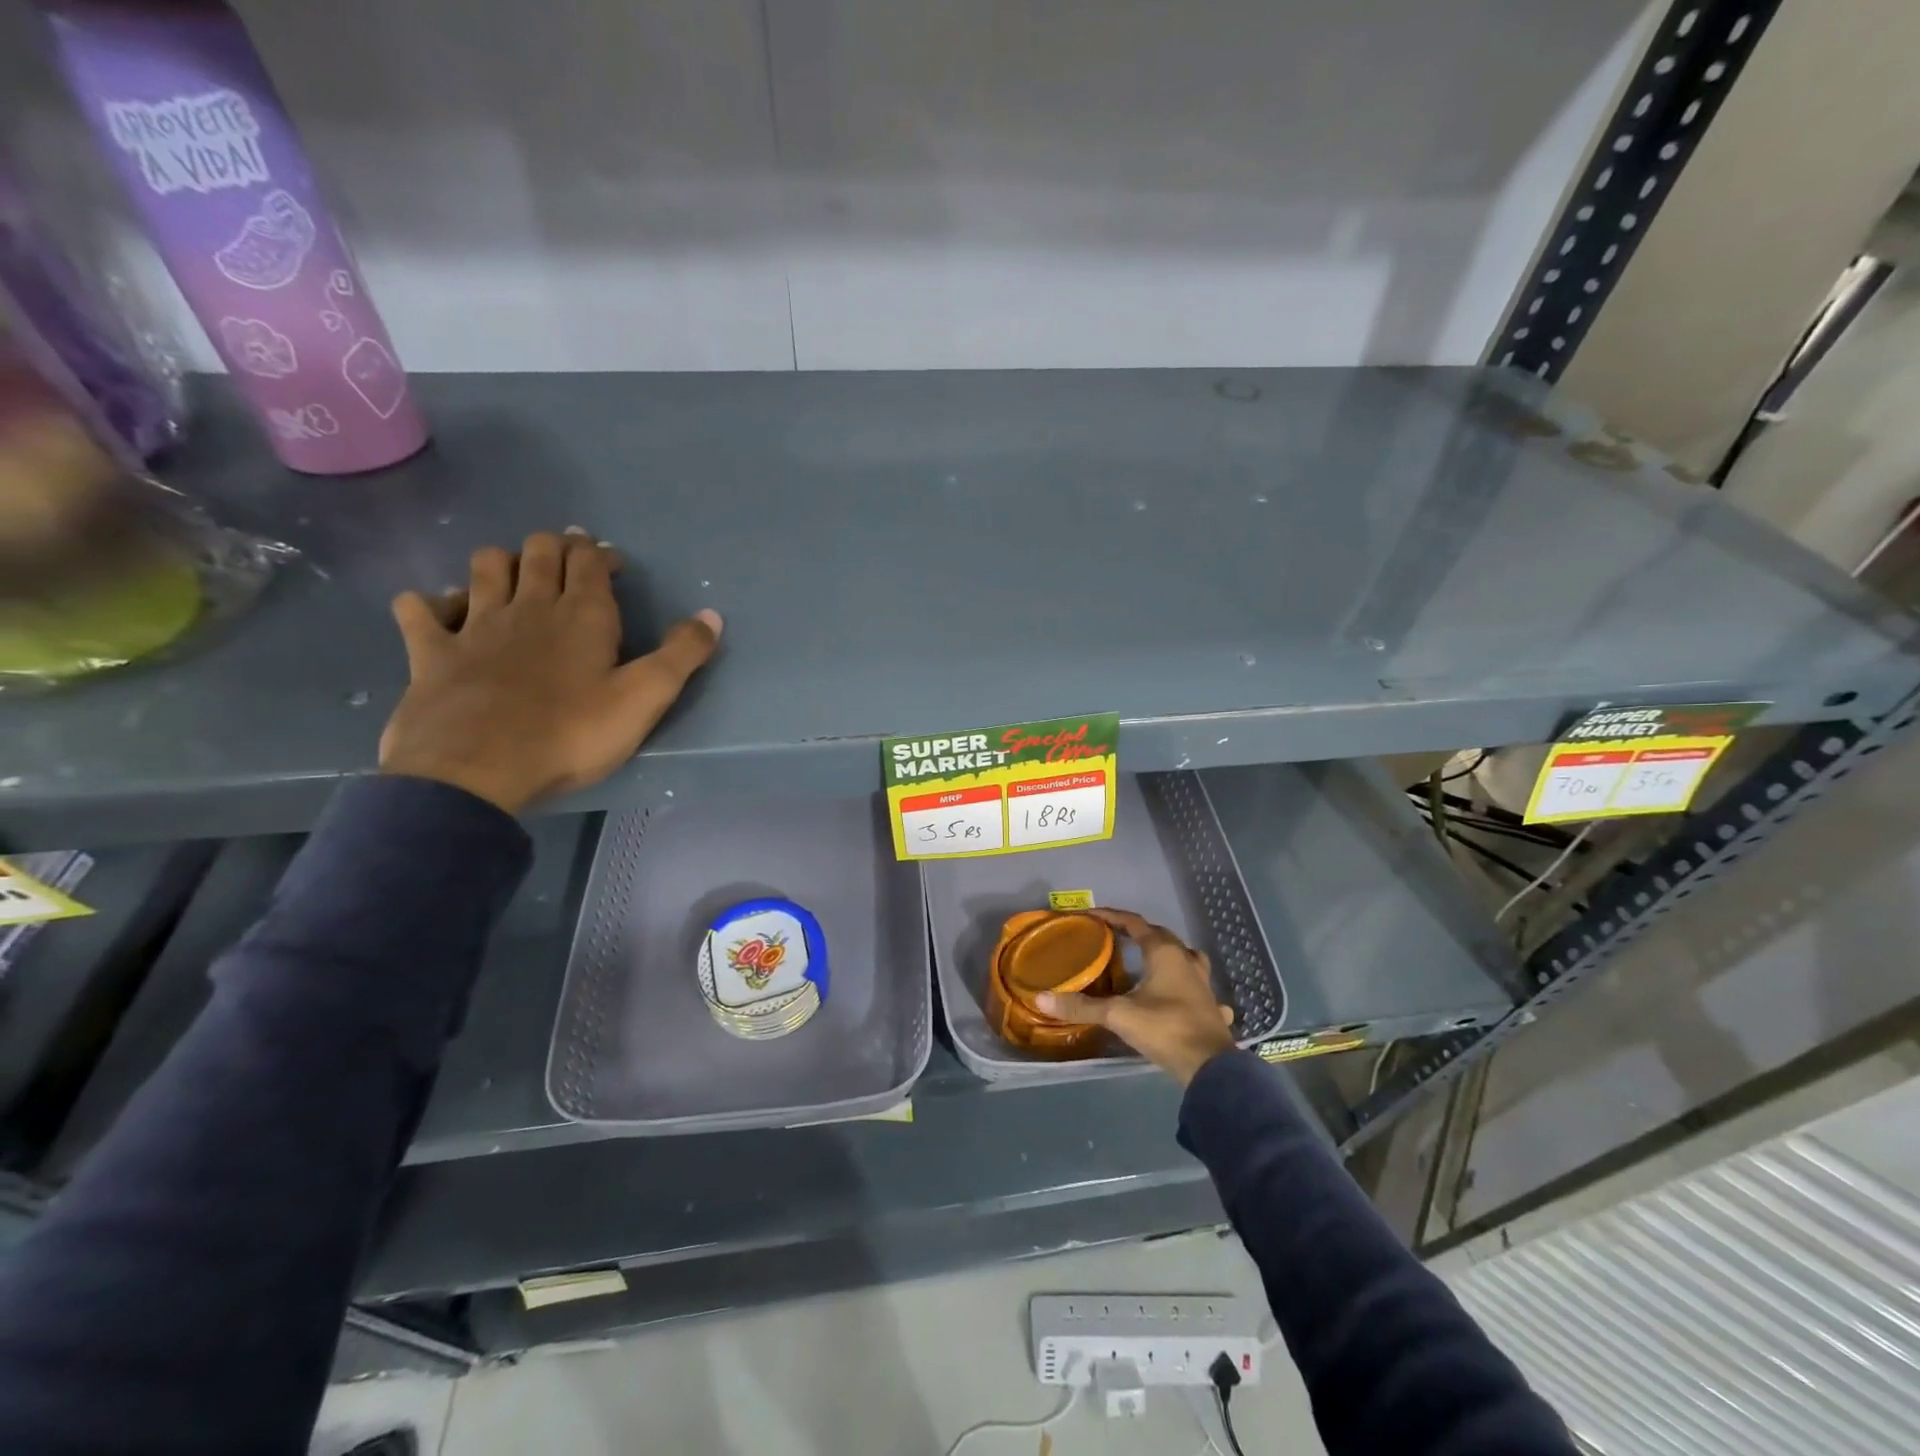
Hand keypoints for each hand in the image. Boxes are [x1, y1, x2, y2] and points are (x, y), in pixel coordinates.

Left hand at [378, 528, 721, 814]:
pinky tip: (438, 610)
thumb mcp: (645, 697)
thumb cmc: (572, 733)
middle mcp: (528, 606)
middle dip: (556, 546)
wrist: (477, 770)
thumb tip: (713, 615)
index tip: (612, 562)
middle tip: (569, 558)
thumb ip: (682, 654)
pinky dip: (428, 603)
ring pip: (484, 568)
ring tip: (513, 574)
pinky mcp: (432, 652)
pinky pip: (419, 611)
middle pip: (538, 552)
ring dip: (500, 561)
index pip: (590, 561)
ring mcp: (474, 626)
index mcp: (582, 615)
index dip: (601, 554)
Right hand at [1036, 908, 1236, 1085]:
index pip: (1134, 923)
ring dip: (1167, 953)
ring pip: (1185, 956)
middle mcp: (1186, 960)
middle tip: (1114, 937)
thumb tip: (1042, 997)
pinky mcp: (1212, 1005)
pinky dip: (1187, 984)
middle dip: (1137, 933)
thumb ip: (1082, 1006)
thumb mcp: (1118, 1015)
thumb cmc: (1165, 1029)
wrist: (1210, 1067)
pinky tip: (1181, 995)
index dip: (1112, 916)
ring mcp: (1203, 983)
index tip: (1090, 915)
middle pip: (1161, 936)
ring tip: (1149, 961)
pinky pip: (1198, 985)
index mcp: (1165, 953)